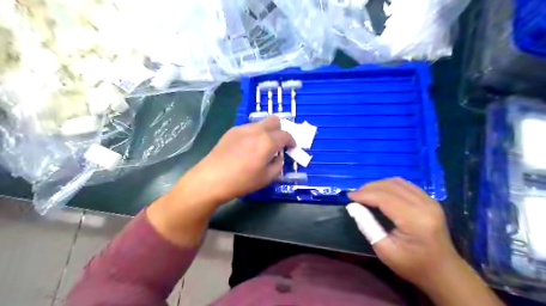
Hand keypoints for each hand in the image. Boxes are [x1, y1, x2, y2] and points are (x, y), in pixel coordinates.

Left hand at [180, 116, 293, 206]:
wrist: (211, 178)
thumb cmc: (242, 181)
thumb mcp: (267, 178)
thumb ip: (278, 164)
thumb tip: (278, 157)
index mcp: (268, 141)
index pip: (286, 135)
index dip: (291, 141)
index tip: (291, 148)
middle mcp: (256, 130)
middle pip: (274, 120)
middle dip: (280, 130)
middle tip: (278, 144)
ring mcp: (242, 128)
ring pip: (261, 123)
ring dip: (266, 132)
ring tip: (260, 147)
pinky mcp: (231, 131)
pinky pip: (248, 128)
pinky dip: (254, 134)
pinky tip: (246, 148)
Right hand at [348, 177, 456, 288]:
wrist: (444, 272)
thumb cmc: (412, 265)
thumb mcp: (384, 250)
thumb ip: (367, 226)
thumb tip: (353, 206)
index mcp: (415, 220)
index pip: (384, 198)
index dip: (364, 194)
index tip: (349, 196)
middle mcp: (425, 205)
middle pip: (390, 186)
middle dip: (369, 188)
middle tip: (355, 195)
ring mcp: (430, 201)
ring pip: (397, 182)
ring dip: (378, 185)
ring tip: (365, 193)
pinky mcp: (430, 200)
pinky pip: (405, 185)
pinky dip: (389, 186)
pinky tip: (380, 193)